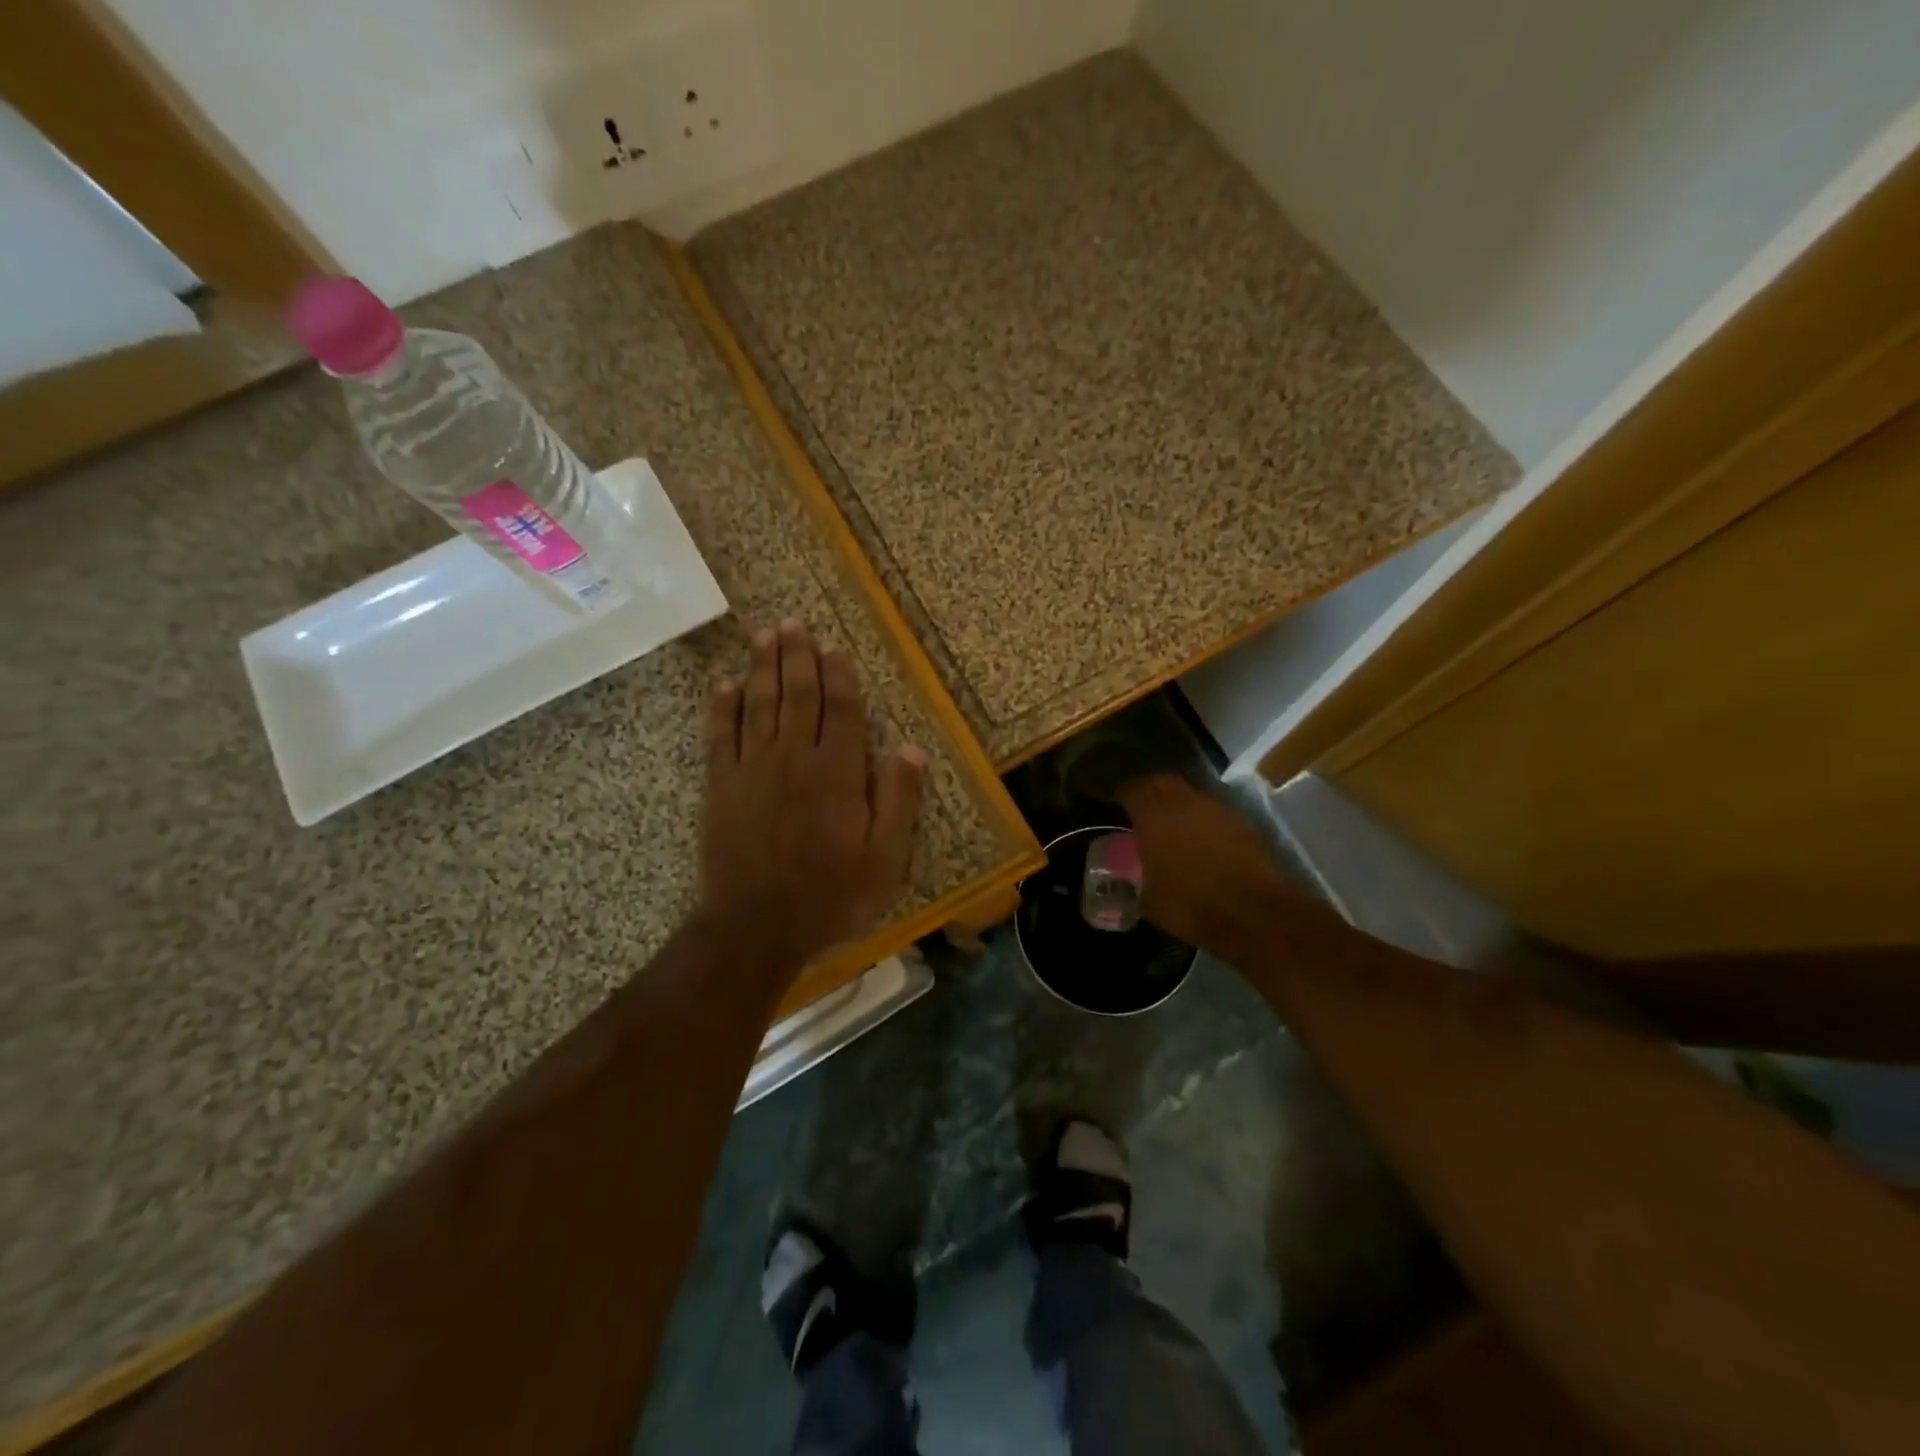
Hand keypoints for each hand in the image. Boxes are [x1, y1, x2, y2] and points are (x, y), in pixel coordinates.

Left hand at [695, 619, 925, 976]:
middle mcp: (794, 758)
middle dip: (797, 657)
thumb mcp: (885, 858)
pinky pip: (720, 735)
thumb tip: (912, 748)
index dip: (839, 675)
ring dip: (762, 668)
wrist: (756, 926)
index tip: (834, 646)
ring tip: (764, 636)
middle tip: (793, 623)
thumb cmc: (830, 895)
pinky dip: (722, 707)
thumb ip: (899, 800)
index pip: (841, 710)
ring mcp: (752, 769)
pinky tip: (725, 684)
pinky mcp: (721, 786)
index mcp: (837, 773)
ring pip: (759, 705)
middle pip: (797, 696)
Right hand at [1115, 774, 1295, 955]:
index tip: (1112, 808)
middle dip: (1148, 791)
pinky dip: (1200, 819)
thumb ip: (1130, 882)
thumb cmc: (1192, 905)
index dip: (1120, 796)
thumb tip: (1120, 881)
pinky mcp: (1241, 823)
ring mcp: (1217, 809)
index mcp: (1154, 814)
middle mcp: (1185, 802)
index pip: (1131, 789)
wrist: (1256, 914)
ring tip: (1170, 827)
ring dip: (1177, 804)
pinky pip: (1211, 811)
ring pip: (1190, 794)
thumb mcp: (1147, 900)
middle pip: (1162, 781)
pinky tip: (1198, 842)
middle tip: (1139, 811)